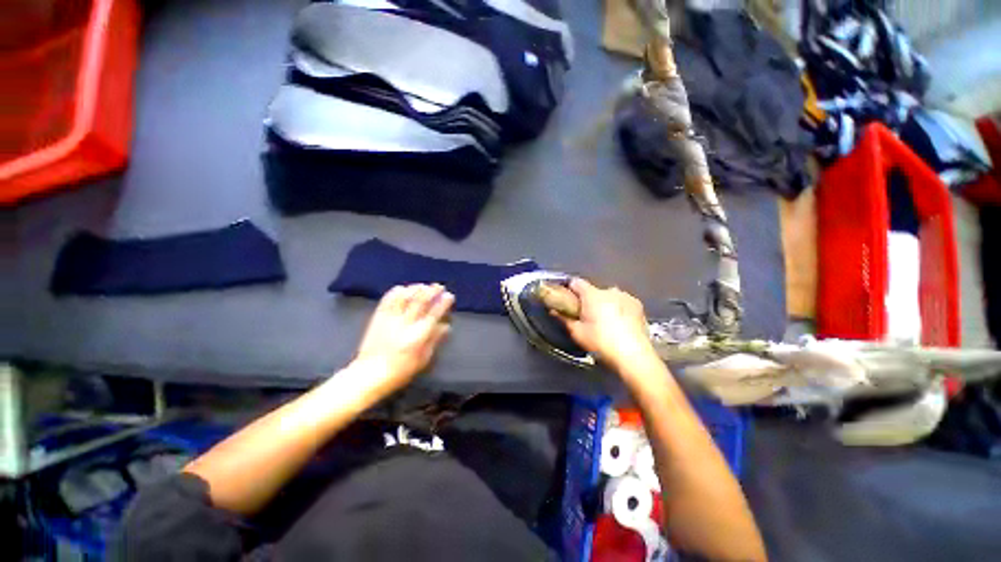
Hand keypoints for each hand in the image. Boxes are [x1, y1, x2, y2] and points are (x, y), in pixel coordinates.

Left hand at [350, 284, 453, 395]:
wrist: (370, 374)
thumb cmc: (400, 371)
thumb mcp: (423, 359)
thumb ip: (435, 340)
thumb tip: (446, 326)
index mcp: (419, 335)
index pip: (435, 313)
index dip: (443, 302)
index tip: (449, 296)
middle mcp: (406, 323)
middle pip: (421, 300)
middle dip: (432, 290)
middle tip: (438, 286)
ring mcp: (391, 319)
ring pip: (404, 297)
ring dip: (415, 288)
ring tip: (422, 285)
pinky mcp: (378, 318)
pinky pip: (387, 300)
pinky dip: (395, 292)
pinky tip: (402, 289)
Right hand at [558, 278, 656, 370]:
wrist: (633, 355)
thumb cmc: (601, 343)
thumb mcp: (577, 333)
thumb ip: (564, 319)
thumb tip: (554, 311)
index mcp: (592, 295)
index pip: (576, 282)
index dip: (569, 288)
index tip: (566, 298)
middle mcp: (609, 291)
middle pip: (593, 290)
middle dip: (588, 300)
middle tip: (586, 316)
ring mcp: (625, 296)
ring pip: (608, 296)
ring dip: (604, 304)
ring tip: (605, 322)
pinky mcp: (637, 304)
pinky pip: (622, 302)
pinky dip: (618, 308)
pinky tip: (619, 323)